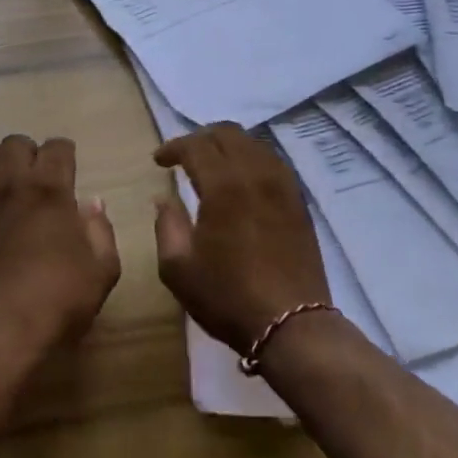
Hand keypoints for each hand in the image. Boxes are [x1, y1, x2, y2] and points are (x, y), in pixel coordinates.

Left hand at [0, 135, 120, 348]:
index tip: (67, 169)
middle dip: (28, 154)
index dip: (64, 154)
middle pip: (15, 143)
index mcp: (52, 190)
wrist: (0, 324)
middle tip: (35, 179)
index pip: (57, 147)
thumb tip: (93, 203)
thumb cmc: (59, 298)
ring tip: (2, 187)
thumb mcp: (102, 270)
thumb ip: (101, 231)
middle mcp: (12, 183)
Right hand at [153, 124, 329, 352]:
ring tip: (212, 166)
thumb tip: (164, 198)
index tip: (159, 161)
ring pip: (254, 144)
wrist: (292, 325)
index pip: (196, 145)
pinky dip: (251, 160)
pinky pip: (273, 163)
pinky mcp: (299, 202)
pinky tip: (242, 182)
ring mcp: (283, 186)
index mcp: (224, 185)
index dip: (173, 147)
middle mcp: (256, 174)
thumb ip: (166, 225)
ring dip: (229, 146)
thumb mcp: (178, 267)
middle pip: (228, 133)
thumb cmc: (227, 296)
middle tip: (183, 157)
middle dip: (201, 138)